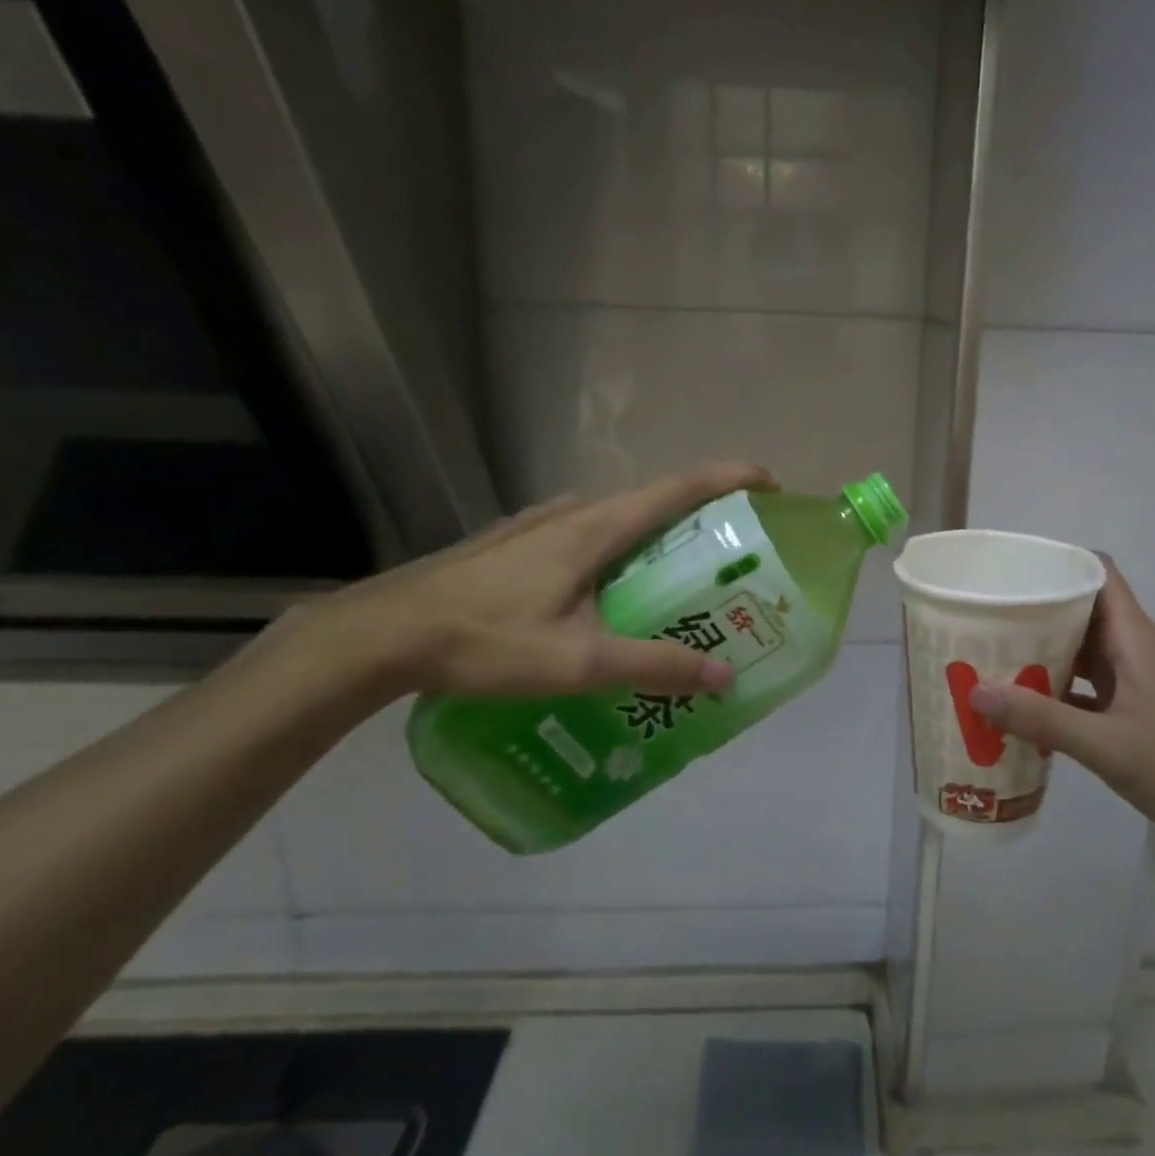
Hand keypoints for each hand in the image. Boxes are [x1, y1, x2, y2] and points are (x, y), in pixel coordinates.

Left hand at [310, 462, 774, 699]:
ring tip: (679, 587)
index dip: (732, 478)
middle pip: (655, 505)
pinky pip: (588, 539)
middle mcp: (574, 513)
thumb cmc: (484, 640)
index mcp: (597, 527)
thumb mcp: (577, 662)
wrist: (383, 635)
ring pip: (619, 525)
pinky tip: (610, 601)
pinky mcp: (518, 543)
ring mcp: (540, 524)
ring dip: (658, 543)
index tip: (771, 485)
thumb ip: (653, 666)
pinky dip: (620, 556)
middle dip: (702, 522)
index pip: (681, 488)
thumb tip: (723, 677)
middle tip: (733, 561)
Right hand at [968, 558, 1154, 854]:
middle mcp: (1129, 651)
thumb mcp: (1109, 745)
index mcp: (1132, 639)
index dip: (1058, 562)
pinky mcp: (1127, 712)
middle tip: (982, 617)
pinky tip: (1018, 708)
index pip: (1097, 573)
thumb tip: (975, 691)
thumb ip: (1043, 719)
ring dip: (1038, 652)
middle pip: (1078, 610)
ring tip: (988, 656)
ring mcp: (1130, 682)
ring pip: (1077, 651)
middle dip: (1032, 610)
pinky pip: (1080, 689)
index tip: (1010, 570)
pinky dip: (1051, 692)